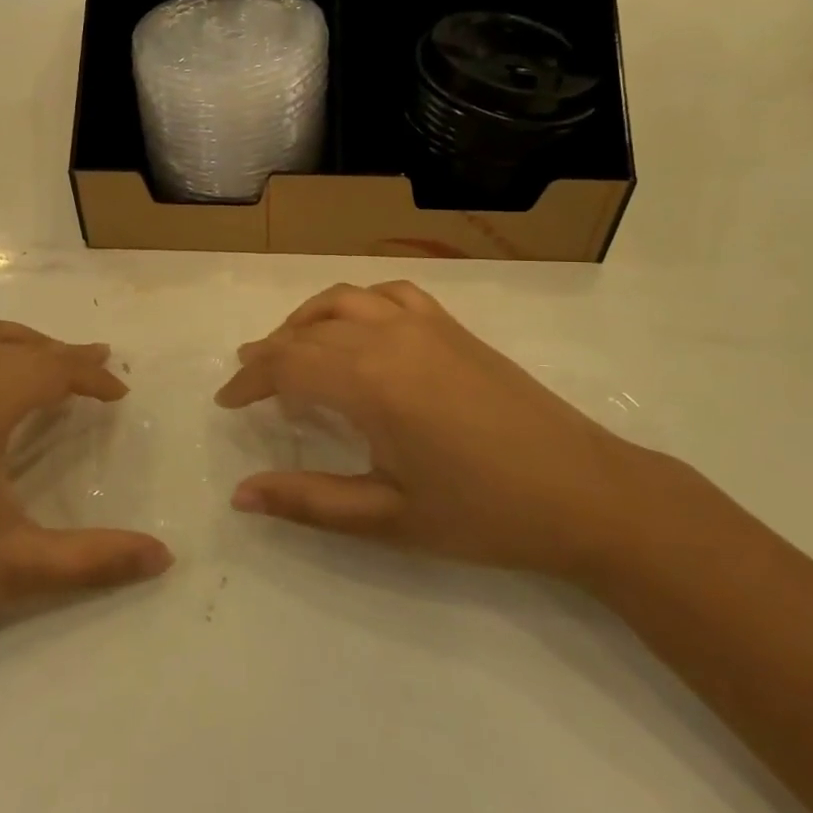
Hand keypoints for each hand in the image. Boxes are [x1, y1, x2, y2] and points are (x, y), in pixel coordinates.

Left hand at [0, 320, 172, 647]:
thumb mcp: (17, 566)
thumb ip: (96, 558)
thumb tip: (165, 557)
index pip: (50, 369)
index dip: (91, 376)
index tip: (120, 392)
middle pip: (16, 346)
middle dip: (61, 355)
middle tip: (96, 371)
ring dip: (16, 342)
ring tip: (43, 361)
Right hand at [217, 282, 658, 579]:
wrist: (586, 493)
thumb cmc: (483, 514)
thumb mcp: (387, 518)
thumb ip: (308, 502)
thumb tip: (240, 496)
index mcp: (369, 382)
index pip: (286, 365)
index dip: (248, 381)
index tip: (226, 402)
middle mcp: (389, 337)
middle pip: (307, 332)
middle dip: (268, 354)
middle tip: (247, 382)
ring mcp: (424, 324)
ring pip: (343, 302)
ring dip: (305, 321)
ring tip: (289, 349)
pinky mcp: (452, 327)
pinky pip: (389, 295)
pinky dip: (356, 304)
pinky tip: (357, 328)